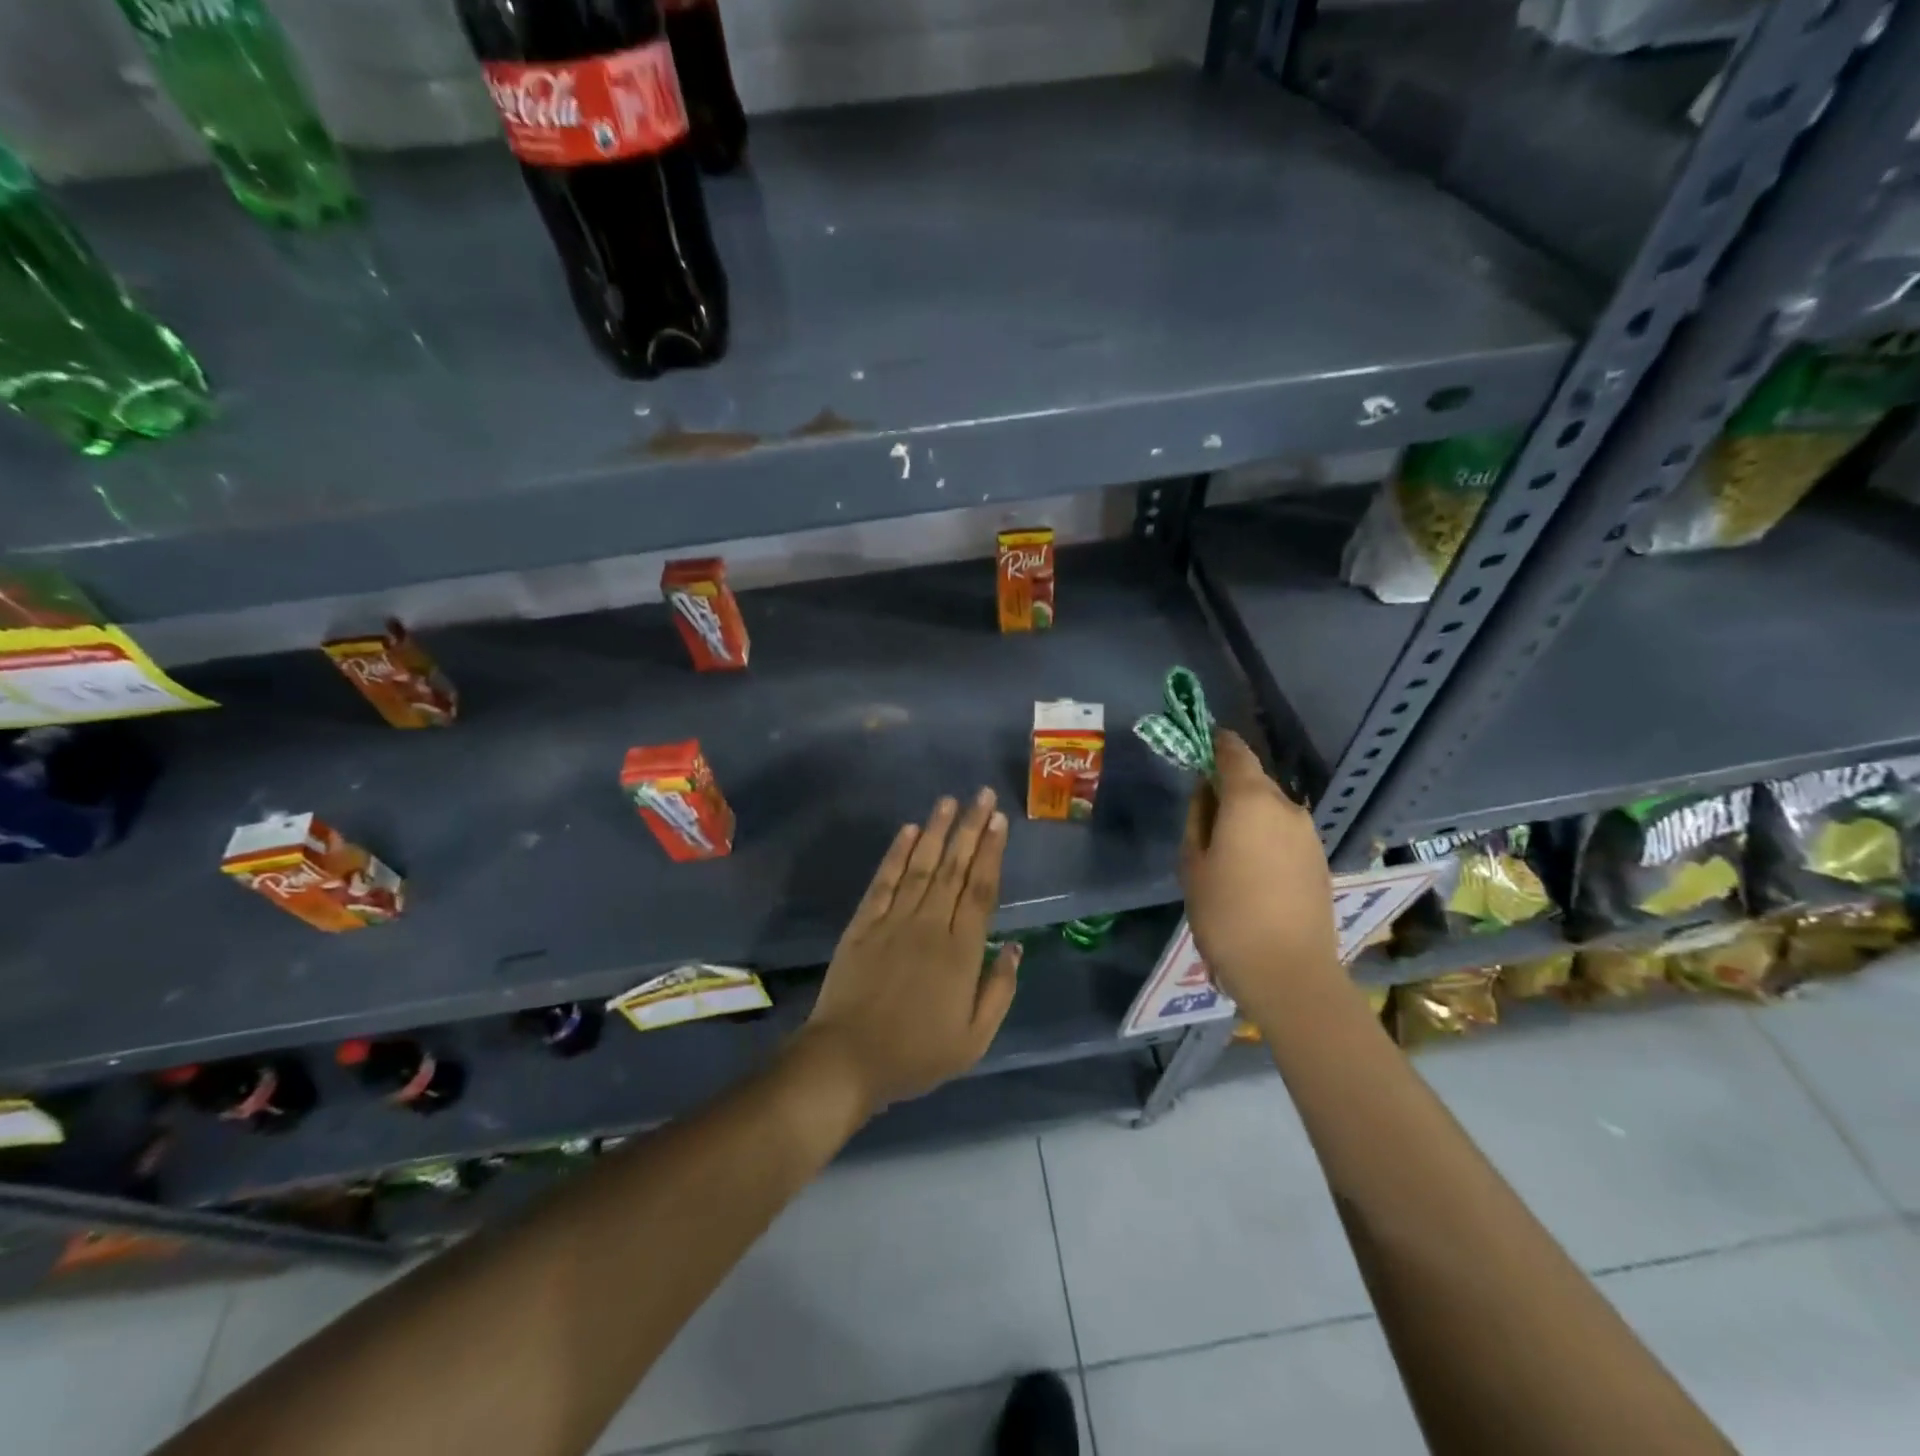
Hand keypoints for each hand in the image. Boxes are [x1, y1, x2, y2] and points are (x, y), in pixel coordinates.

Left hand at [800, 789, 1019, 1115]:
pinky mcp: (863, 924)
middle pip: (954, 869)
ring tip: (950, 801)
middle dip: (971, 829)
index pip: (981, 890)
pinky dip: (896, 854)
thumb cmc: (916, 1055)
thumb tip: (1014, 946)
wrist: (847, 1060)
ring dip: (936, 831)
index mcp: (961, 952)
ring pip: (920, 866)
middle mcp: (930, 925)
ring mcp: (893, 921)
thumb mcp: (974, 1039)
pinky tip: (908, 831)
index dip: (991, 853)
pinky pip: (884, 881)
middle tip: (982, 795)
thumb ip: (999, 990)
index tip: (1000, 822)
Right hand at [1179, 730, 1339, 1016]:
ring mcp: (1309, 835)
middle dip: (1230, 785)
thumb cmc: (1226, 914)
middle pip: (1255, 781)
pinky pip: (1285, 833)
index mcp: (1252, 800)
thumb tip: (1206, 792)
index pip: (1235, 752)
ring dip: (1249, 814)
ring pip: (1272, 808)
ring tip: (1225, 845)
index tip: (1200, 743)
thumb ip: (1198, 818)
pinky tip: (1250, 866)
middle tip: (1203, 808)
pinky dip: (1266, 836)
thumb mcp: (1193, 864)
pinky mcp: (1320, 860)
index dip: (1217, 743)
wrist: (1288, 972)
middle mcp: (1287, 808)